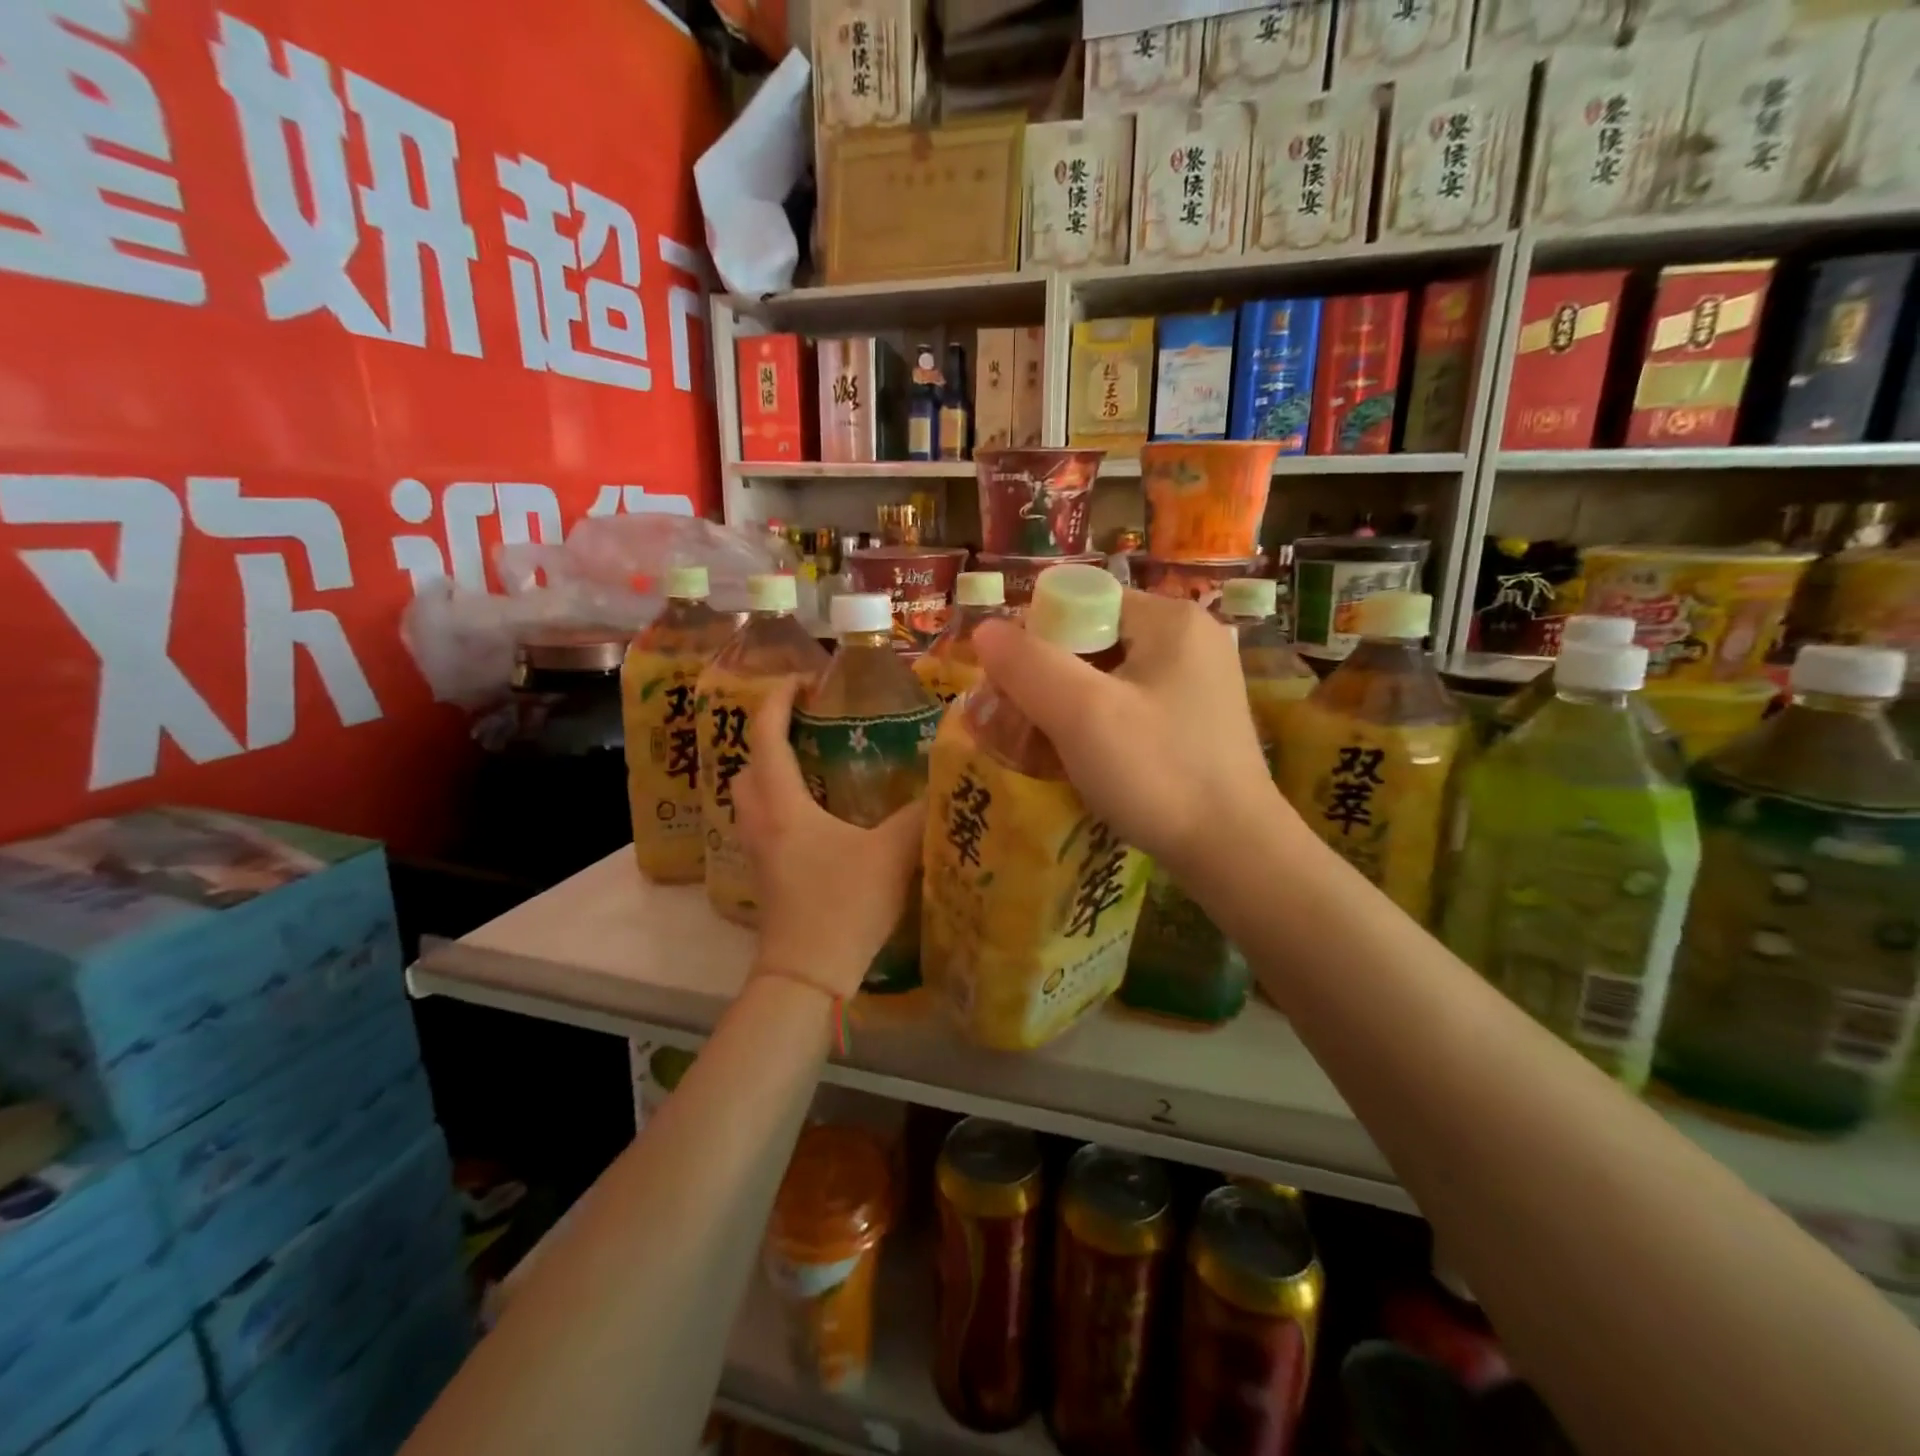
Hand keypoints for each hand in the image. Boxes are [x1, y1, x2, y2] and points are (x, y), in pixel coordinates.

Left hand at [732, 677, 926, 996]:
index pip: (766, 737)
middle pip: (747, 764)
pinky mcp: (765, 875)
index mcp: (782, 805)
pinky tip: (816, 816)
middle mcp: (760, 821)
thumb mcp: (891, 855)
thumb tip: (944, 783)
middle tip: (807, 726)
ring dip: (770, 772)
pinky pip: (761, 822)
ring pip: (750, 796)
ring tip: (811, 765)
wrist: (807, 975)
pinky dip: (778, 804)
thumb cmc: (843, 905)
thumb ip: (919, 816)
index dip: (777, 701)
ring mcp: (757, 851)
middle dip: (769, 735)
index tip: (803, 680)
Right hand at [970, 590, 1283, 878]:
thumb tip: (985, 629)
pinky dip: (1098, 726)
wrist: (1235, 852)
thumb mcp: (1082, 714)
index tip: (1014, 689)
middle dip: (1050, 680)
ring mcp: (1199, 683)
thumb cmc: (1157, 772)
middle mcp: (1191, 640)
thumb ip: (1028, 665)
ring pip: (1109, 678)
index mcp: (1171, 619)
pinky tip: (1082, 760)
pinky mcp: (1197, 721)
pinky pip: (1131, 707)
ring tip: (1042, 748)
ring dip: (1069, 707)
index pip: (1082, 602)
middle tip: (1020, 724)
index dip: (1038, 639)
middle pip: (1094, 640)